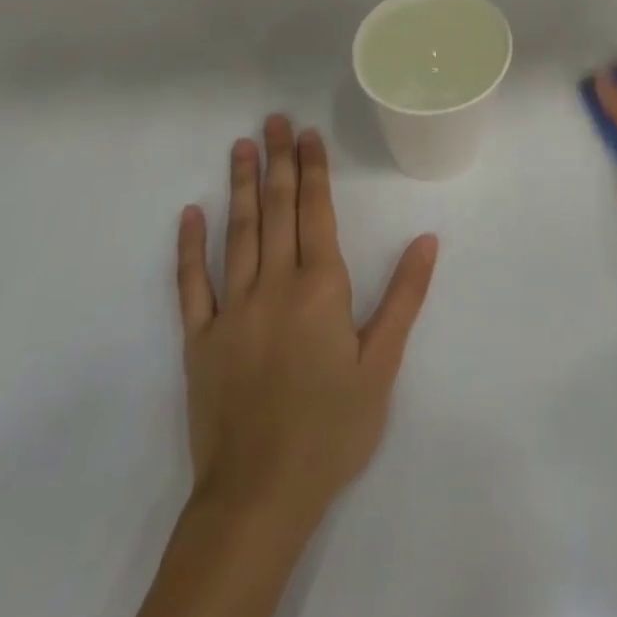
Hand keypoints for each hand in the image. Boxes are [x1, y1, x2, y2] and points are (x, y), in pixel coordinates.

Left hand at [176, 116, 438, 527]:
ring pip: (237, 234)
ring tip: (240, 147)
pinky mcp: (199, 340)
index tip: (307, 134)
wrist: (260, 496)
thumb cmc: (332, 429)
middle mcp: (274, 285)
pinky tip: (191, 214)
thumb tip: (426, 240)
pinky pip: (191, 284)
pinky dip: (190, 247)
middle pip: (277, 211)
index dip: (313, 169)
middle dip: (277, 162)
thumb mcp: (382, 364)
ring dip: (240, 188)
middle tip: (272, 121)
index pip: (316, 212)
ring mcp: (231, 310)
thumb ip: (403, 296)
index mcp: (320, 288)